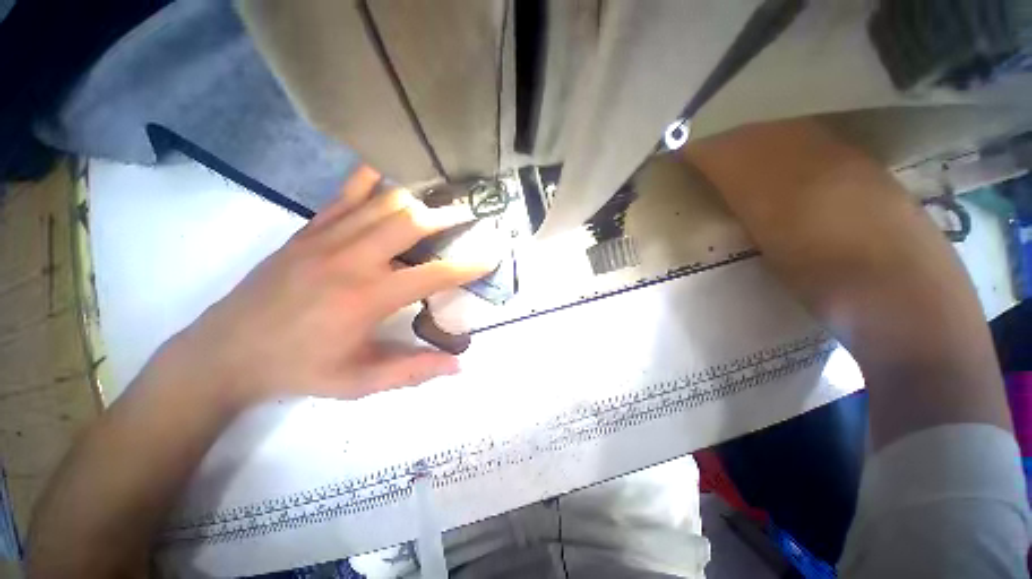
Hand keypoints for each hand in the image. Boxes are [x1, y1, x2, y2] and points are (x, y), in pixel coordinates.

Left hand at [161, 166, 487, 409]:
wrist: (226, 351)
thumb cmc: (298, 369)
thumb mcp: (359, 383)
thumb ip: (413, 371)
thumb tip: (459, 365)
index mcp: (367, 298)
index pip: (432, 275)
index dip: (467, 266)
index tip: (490, 256)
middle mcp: (351, 260)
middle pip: (410, 222)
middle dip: (446, 217)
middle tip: (469, 214)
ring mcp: (327, 239)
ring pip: (382, 203)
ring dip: (417, 198)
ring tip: (440, 196)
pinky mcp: (308, 231)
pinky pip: (344, 195)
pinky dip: (369, 180)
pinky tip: (387, 171)